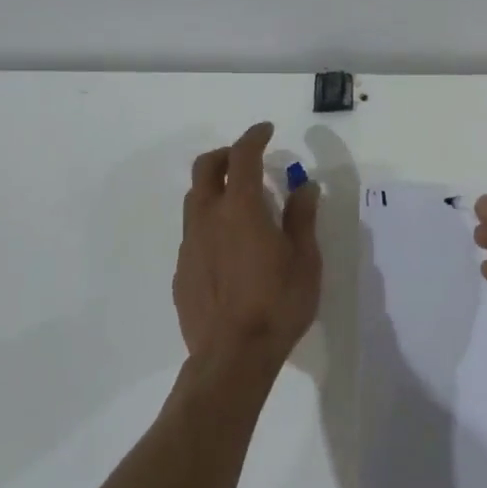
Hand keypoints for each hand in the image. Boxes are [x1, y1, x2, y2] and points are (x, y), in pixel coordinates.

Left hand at [173, 121, 320, 369]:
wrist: (232, 357)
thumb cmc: (277, 304)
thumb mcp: (305, 259)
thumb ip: (302, 217)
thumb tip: (305, 186)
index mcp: (240, 208)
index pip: (243, 156)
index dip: (254, 137)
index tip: (266, 130)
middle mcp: (207, 218)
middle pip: (205, 168)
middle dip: (226, 155)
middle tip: (247, 160)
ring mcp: (189, 244)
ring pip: (194, 199)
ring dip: (214, 188)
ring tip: (239, 203)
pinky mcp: (181, 270)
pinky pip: (192, 232)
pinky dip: (209, 222)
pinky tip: (228, 246)